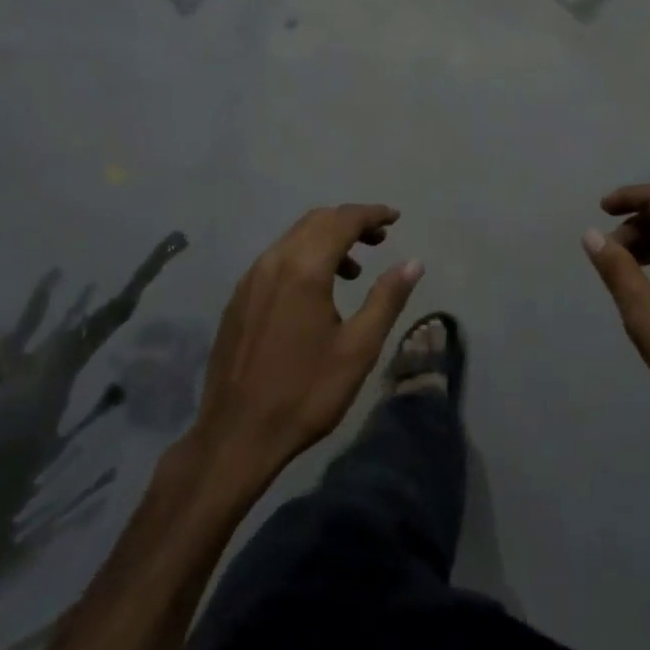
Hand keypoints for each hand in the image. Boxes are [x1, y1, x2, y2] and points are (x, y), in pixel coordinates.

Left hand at [191, 205, 422, 486]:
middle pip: (316, 221)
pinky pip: (277, 258)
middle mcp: (273, 261)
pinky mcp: (239, 298)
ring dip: (327, 239)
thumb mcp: (358, 348)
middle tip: (380, 240)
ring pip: (294, 238)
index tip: (396, 218)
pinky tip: (316, 291)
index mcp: (304, 268)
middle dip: (350, 222)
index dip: (372, 214)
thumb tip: (413, 262)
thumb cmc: (305, 393)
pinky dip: (304, 256)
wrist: (236, 435)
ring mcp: (250, 278)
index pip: (342, 221)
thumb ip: (387, 298)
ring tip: (354, 271)